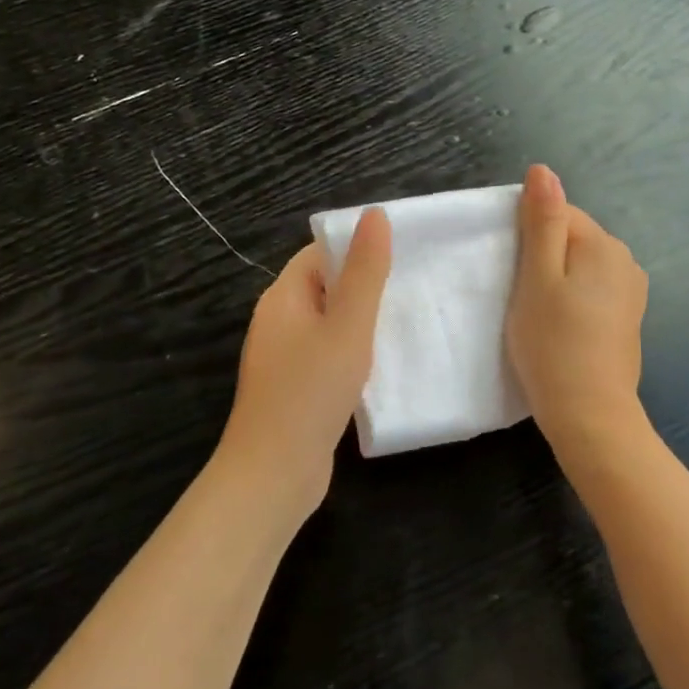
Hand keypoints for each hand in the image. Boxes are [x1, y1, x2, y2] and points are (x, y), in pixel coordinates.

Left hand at [216, 209, 391, 517]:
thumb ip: (364, 273)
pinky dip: (353, 353)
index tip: (401, 252)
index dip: (356, 248)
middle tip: (413, 286)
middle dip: (364, 285)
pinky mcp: (295, 388)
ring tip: (407, 320)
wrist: (275, 473)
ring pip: (329, 324)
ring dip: (361, 321)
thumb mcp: (347, 327)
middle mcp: (278, 322)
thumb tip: (374, 215)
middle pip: (324, 287)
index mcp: (283, 298)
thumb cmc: (310, 392)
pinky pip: (327, 355)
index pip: (319, 254)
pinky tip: (384, 363)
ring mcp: (284, 358)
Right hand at [507, 165, 648, 446]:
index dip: (527, 236)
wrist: (590, 414)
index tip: (508, 270)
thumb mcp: (537, 278)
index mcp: (604, 245)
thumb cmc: (553, 344)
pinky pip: (592, 291)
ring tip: (534, 312)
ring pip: (580, 266)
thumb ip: (542, 222)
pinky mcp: (628, 319)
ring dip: (555, 279)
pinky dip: (571, 299)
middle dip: (542, 255)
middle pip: (571, 238)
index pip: (558, 213)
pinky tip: (558, 326)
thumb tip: (543, 170)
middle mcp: (626, 261)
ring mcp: (631, 292)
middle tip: (517, 293)